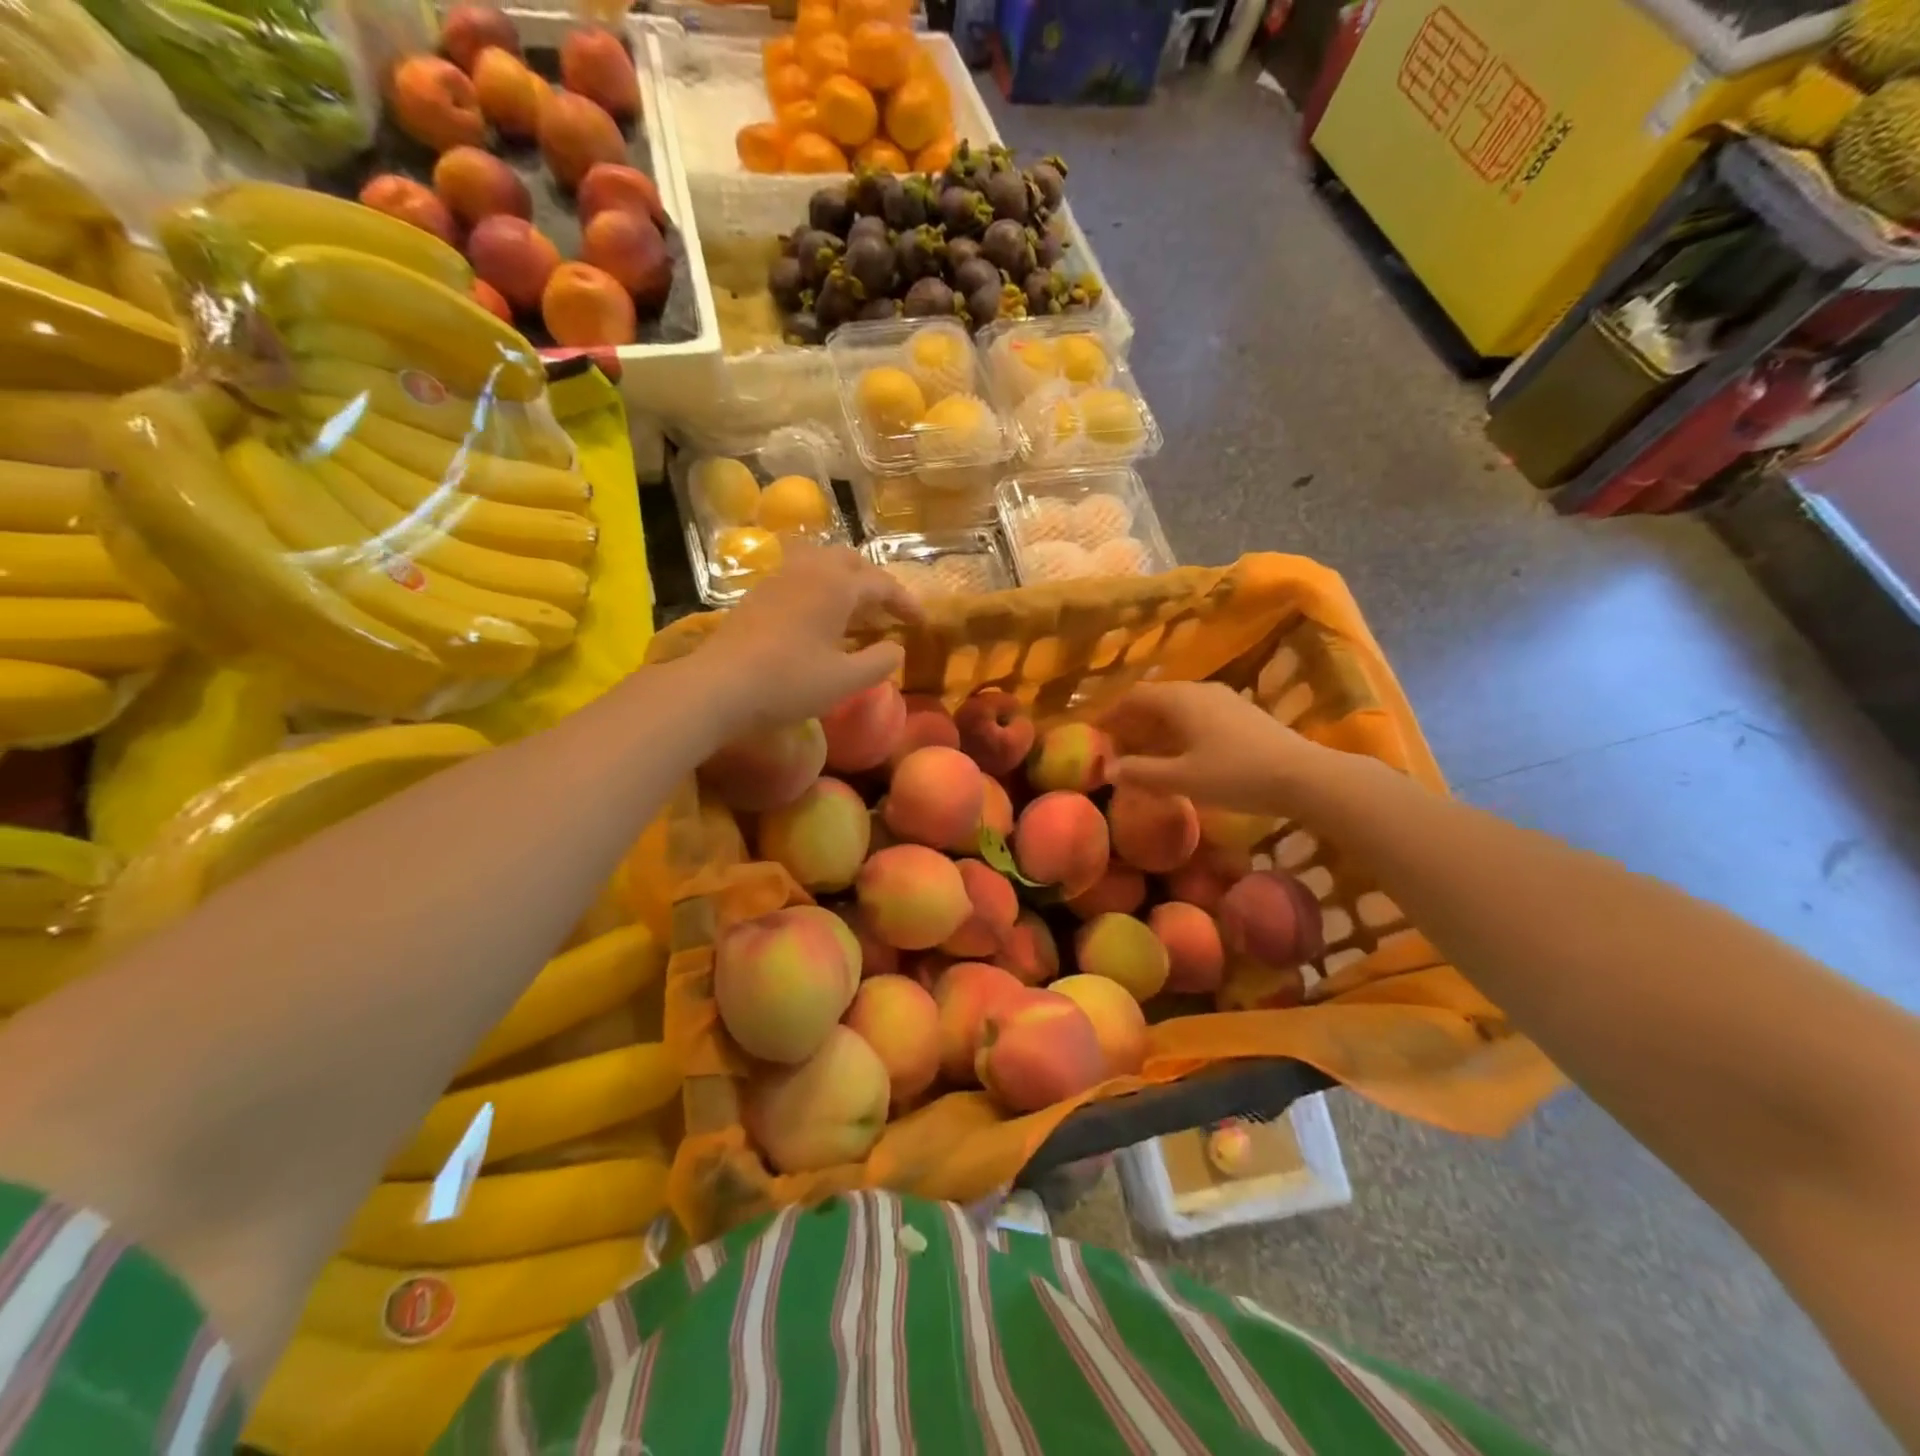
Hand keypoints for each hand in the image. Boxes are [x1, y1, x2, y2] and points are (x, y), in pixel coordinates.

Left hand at [698, 543, 923, 734]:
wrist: (719, 685)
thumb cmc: (788, 682)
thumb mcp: (845, 680)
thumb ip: (879, 662)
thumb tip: (896, 648)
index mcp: (836, 586)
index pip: (881, 584)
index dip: (905, 602)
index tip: (920, 623)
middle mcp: (809, 571)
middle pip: (850, 561)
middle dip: (874, 582)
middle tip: (886, 610)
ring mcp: (779, 579)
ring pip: (821, 563)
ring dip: (844, 581)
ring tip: (854, 611)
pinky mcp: (758, 594)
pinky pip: (799, 577)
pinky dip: (820, 589)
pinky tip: (818, 618)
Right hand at [1103, 681, 1316, 811]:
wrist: (1303, 777)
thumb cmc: (1235, 774)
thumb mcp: (1182, 779)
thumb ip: (1141, 772)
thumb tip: (1108, 768)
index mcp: (1179, 699)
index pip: (1133, 697)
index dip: (1109, 714)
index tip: (1094, 734)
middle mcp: (1198, 691)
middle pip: (1154, 699)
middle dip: (1131, 721)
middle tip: (1115, 747)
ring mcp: (1223, 700)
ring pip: (1177, 707)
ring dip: (1155, 727)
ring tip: (1143, 753)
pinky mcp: (1241, 714)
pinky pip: (1196, 715)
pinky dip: (1177, 730)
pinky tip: (1180, 754)